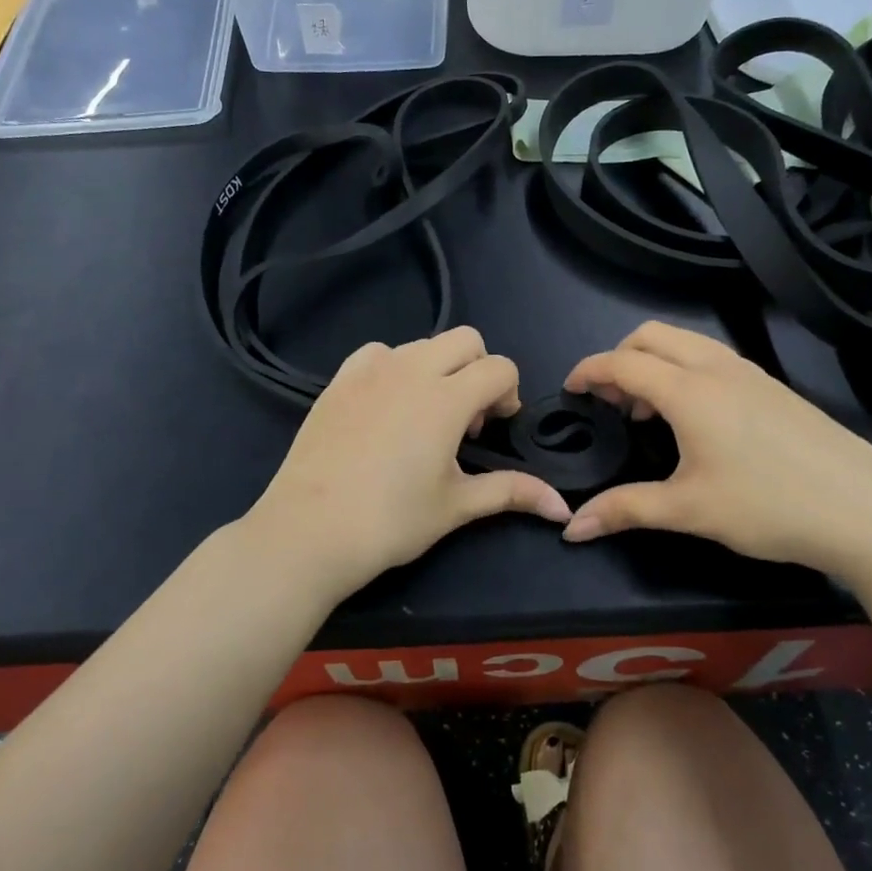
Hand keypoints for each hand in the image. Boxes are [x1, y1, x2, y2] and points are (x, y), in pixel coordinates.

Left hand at [244, 328, 572, 604]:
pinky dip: (394, 367)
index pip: (500, 367)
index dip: (509, 394)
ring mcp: (370, 370)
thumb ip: (512, 492)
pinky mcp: (339, 380)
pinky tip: (386, 407)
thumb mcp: (457, 505)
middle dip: (478, 369)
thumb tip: (562, 507)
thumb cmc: (391, 521)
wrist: (309, 531)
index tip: (495, 429)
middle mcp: (411, 369)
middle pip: (465, 339)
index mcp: (447, 397)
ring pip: (422, 344)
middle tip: (466, 418)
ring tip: (424, 416)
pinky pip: (378, 353)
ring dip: (438, 368)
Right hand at [560, 322, 871, 584]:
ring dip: (654, 362)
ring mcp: (750, 373)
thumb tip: (571, 528)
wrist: (868, 511)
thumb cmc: (769, 506)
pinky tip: (695, 418)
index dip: (589, 371)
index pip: (623, 363)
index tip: (569, 389)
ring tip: (648, 411)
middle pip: (651, 336)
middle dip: (619, 357)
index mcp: (689, 390)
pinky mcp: (774, 387)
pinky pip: (712, 358)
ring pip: (686, 342)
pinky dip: (684, 370)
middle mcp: (717, 368)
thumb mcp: (689, 510)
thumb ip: (625, 510)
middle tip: (609, 401)